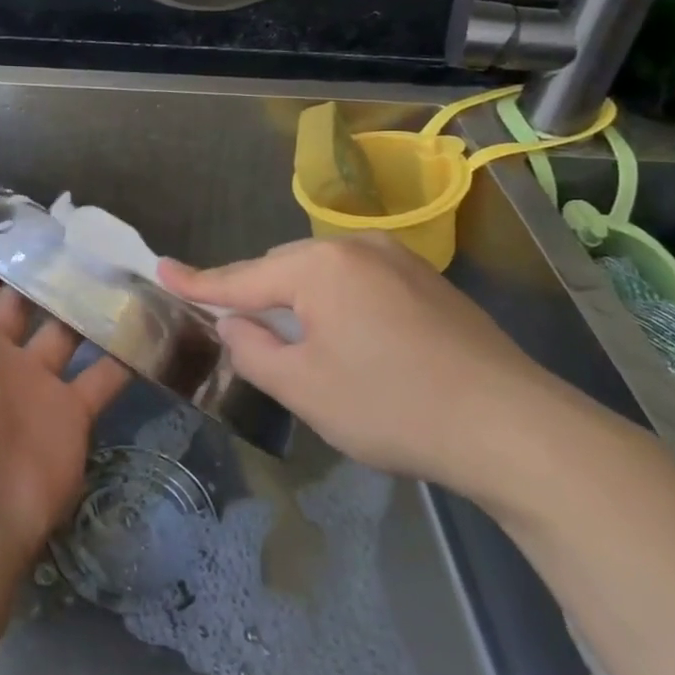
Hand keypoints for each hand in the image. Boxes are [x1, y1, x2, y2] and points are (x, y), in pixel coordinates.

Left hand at [0, 209, 129, 558]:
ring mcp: (31, 387)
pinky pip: (102, 377)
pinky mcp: (70, 415)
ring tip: (124, 268)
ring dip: (89, 307)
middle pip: (22, 305)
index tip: (33, 220)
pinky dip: (124, 353)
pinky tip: (148, 319)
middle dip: (47, 274)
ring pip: (65, 336)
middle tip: (90, 239)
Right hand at [161, 234, 593, 499]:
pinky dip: (337, 305)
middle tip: (236, 331)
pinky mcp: (428, 282)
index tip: (161, 269)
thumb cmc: (392, 406)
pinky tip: (350, 342)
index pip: (241, 277)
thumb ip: (253, 351)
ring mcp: (399, 260)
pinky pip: (359, 283)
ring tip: (294, 342)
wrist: (512, 427)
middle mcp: (356, 248)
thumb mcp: (304, 388)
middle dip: (257, 297)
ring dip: (299, 303)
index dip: (197, 281)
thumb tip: (236, 325)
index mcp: (318, 267)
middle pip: (283, 270)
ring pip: (323, 275)